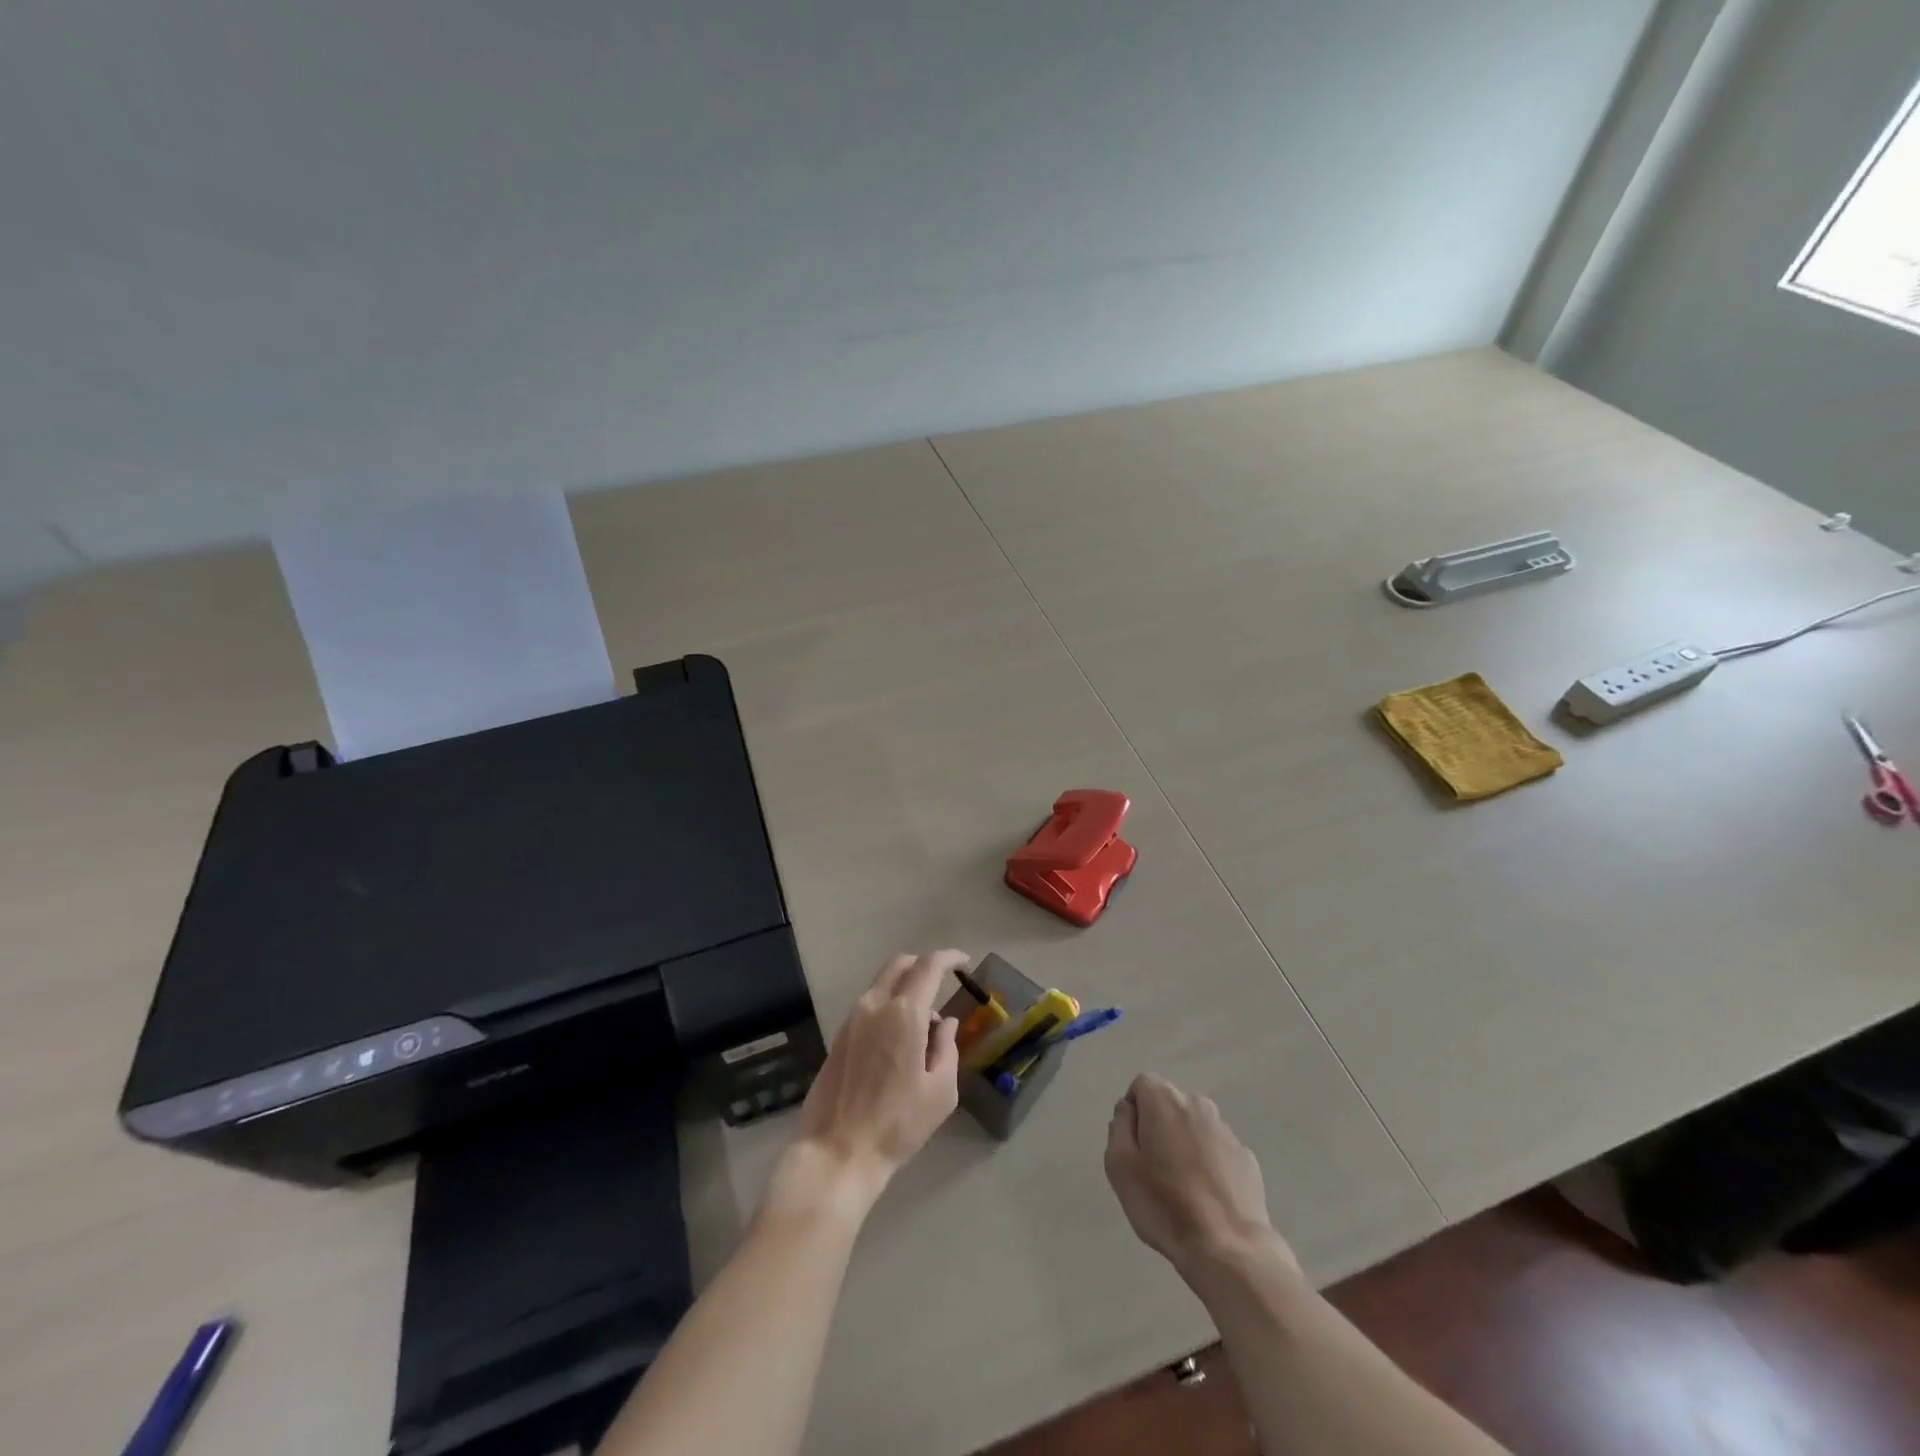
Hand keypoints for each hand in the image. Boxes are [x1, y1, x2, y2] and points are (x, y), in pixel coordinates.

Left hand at [781, 950, 963, 1209]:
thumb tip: (945, 1023)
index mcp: (904, 1013)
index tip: (964, 962)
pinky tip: (899, 1039)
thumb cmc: (898, 1124)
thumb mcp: (940, 1091)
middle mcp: (874, 1005)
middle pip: (900, 964)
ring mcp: (852, 1018)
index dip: (949, 958)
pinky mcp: (839, 1035)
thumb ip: (947, 1048)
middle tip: (944, 981)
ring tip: (923, 1024)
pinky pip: (869, 1005)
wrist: (838, 1151)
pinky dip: (889, 1005)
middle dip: (924, 964)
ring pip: (882, 983)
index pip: (929, 966)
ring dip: (906, 988)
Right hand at [1105, 1073, 1296, 1281]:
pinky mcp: (1247, 1159)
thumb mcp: (1119, 1166)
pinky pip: (1218, 1152)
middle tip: (1153, 1169)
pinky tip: (1207, 1199)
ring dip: (1185, 1145)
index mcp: (1165, 1101)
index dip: (1133, 1112)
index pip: (1142, 1085)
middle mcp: (1198, 1105)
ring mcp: (1227, 1132)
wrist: (1228, 1249)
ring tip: (1181, 1188)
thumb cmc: (1164, 1204)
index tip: (1133, 1146)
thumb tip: (1128, 1111)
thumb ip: (1119, 1127)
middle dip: (1159, 1127)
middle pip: (1170, 1105)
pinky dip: (1209, 1166)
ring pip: (1195, 1128)